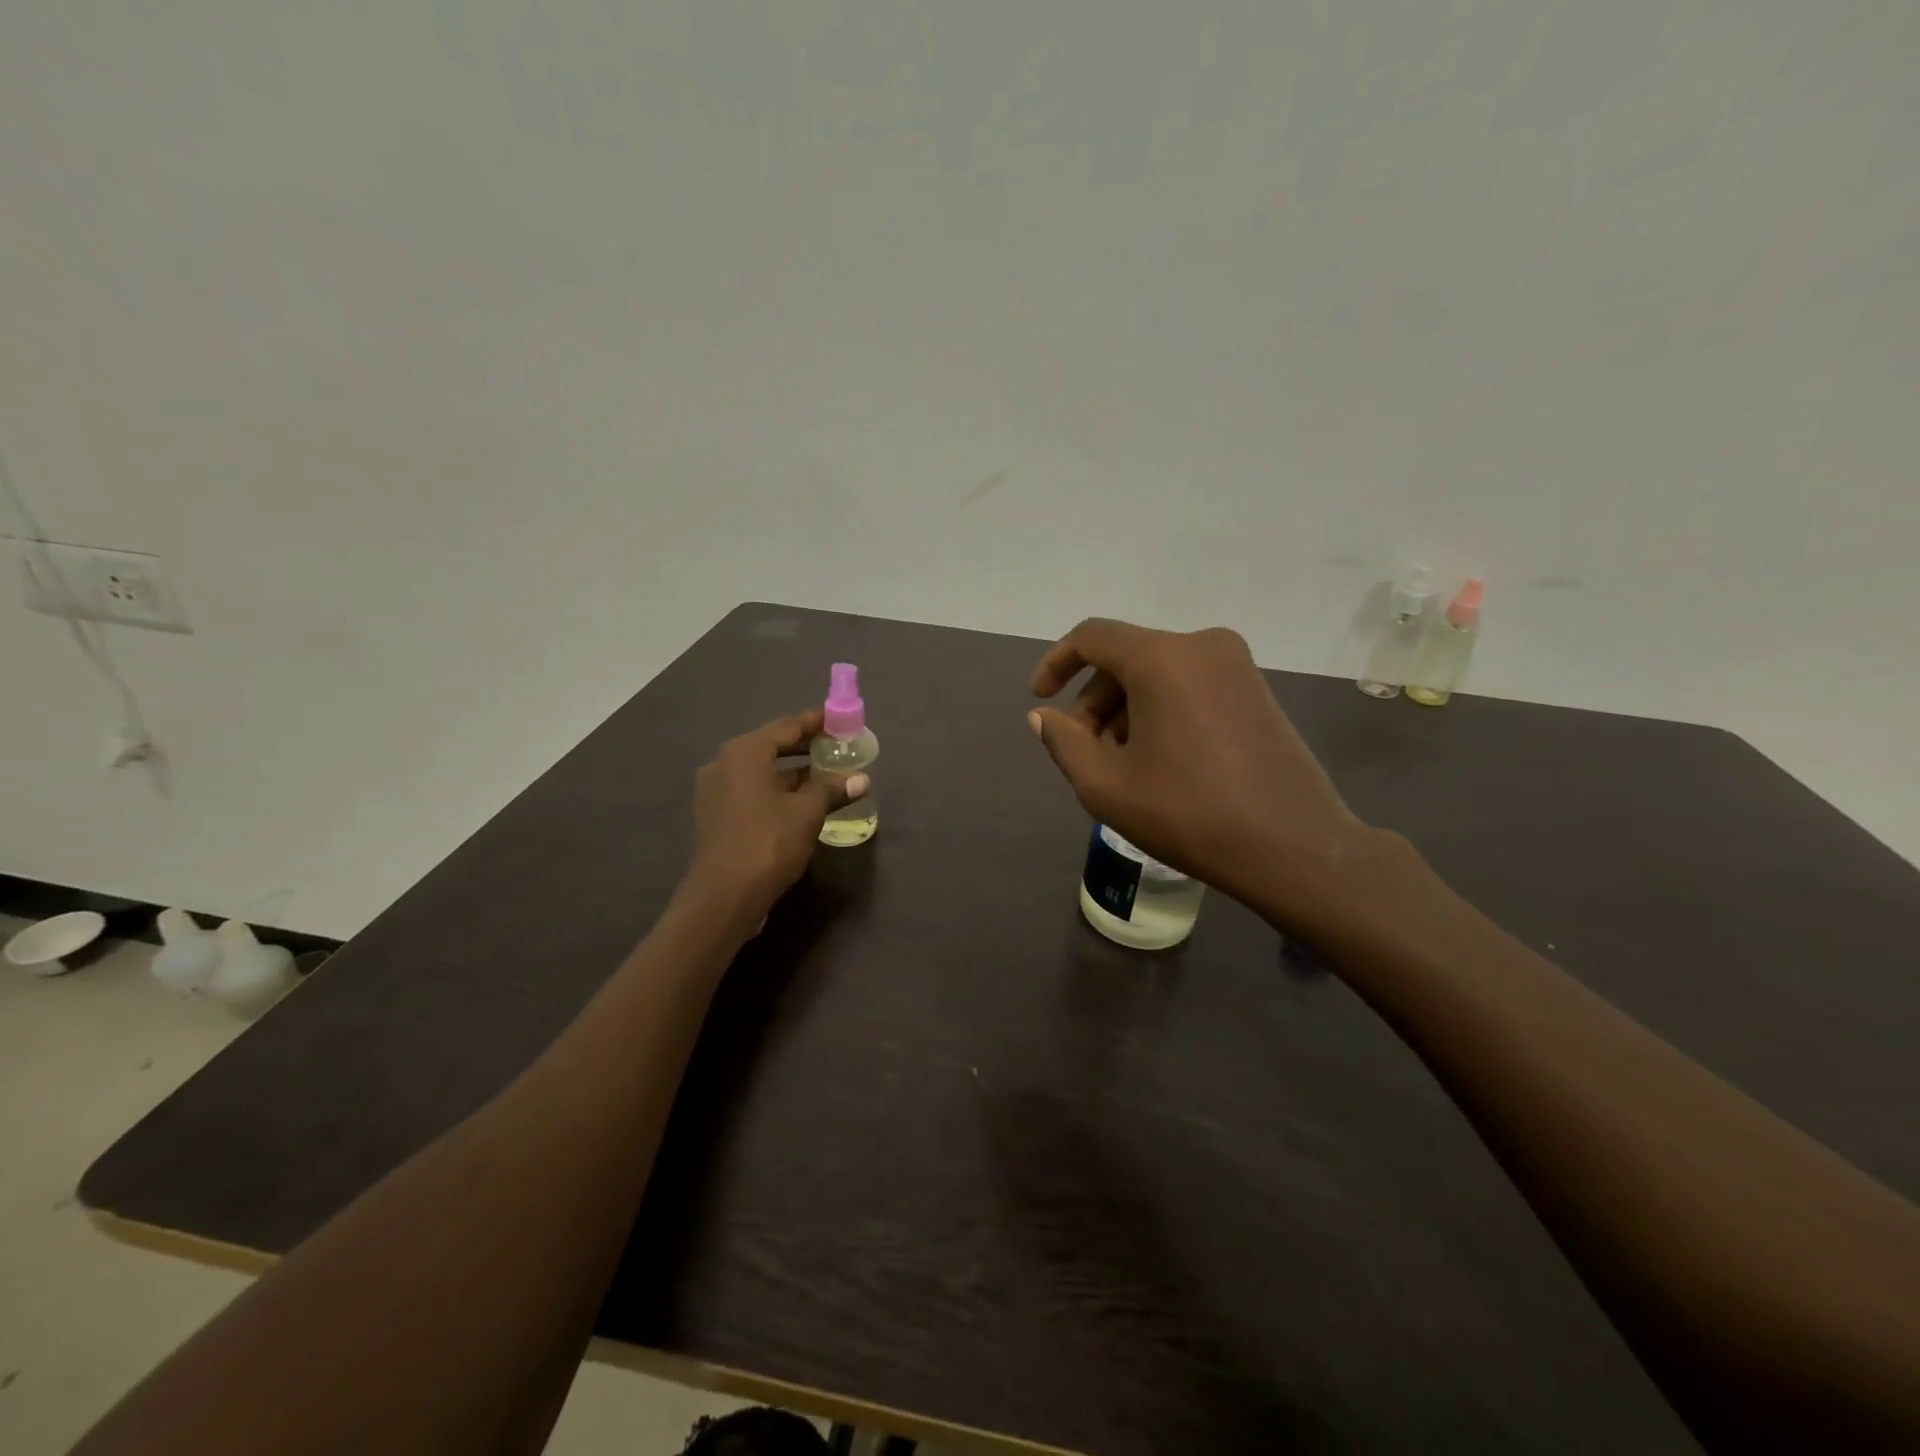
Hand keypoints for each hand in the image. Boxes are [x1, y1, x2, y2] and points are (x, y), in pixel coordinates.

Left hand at [687, 710, 867, 916]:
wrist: (723, 898)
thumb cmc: (767, 843)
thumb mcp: (807, 813)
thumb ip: (832, 789)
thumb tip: (861, 779)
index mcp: (744, 753)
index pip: (787, 726)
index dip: (816, 722)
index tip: (840, 720)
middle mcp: (724, 765)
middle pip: (771, 746)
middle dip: (805, 748)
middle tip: (837, 747)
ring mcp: (716, 792)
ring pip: (762, 772)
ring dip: (793, 773)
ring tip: (827, 776)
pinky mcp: (716, 817)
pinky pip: (752, 792)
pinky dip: (777, 791)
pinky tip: (802, 803)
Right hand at [1029, 619, 1383, 932]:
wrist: (1295, 847)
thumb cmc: (1190, 815)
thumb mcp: (1107, 787)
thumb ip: (1064, 743)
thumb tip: (1043, 716)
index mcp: (1163, 659)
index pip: (1092, 637)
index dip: (1057, 662)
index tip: (1041, 698)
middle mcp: (1202, 645)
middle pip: (1126, 656)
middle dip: (1094, 699)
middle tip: (1083, 750)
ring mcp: (1236, 665)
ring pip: (1158, 671)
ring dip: (1126, 708)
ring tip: (1121, 763)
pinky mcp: (1256, 688)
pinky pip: (1190, 683)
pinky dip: (1161, 709)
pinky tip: (1159, 758)